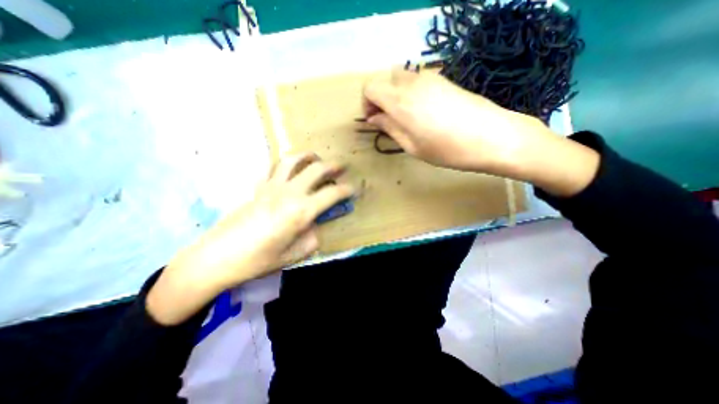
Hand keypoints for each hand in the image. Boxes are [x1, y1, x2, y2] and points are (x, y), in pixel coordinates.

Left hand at [146, 153, 353, 323]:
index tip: (353, 189)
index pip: (332, 194)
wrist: (217, 257)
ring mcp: (271, 187)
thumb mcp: (294, 256)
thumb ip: (312, 239)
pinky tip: (290, 168)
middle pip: (316, 169)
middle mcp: (289, 193)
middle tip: (341, 168)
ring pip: (293, 160)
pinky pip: (274, 167)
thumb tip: (315, 226)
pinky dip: (286, 163)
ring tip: (316, 158)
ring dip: (308, 156)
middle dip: (332, 167)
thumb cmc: (258, 261)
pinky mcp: (258, 187)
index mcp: (301, 212)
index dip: (346, 190)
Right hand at [366, 67, 554, 171]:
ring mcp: (430, 78)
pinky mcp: (444, 79)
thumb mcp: (412, 146)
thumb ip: (390, 128)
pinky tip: (423, 111)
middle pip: (385, 80)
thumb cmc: (447, 149)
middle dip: (380, 99)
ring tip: (406, 117)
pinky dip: (411, 92)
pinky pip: (417, 80)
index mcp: (400, 101)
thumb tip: (374, 118)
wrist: (492, 137)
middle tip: (388, 120)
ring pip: (401, 78)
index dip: (366, 104)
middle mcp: (412, 83)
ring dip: (396, 95)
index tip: (374, 120)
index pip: (370, 88)